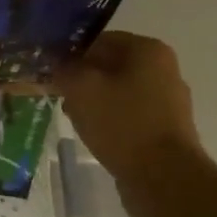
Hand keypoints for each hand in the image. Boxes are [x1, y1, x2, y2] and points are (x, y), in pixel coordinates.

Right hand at [55, 32, 203, 191]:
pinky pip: (129, 116)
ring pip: (119, 92)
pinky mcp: (165, 130)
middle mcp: (164, 70)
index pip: (100, 39)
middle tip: (57, 93)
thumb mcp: (82, 89)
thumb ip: (65, 69)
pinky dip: (110, 121)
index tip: (49, 69)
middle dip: (82, 78)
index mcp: (148, 51)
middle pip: (111, 66)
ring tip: (72, 116)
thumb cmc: (122, 124)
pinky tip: (93, 134)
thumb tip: (58, 62)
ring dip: (94, 101)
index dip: (71, 52)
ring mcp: (167, 102)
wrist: (163, 177)